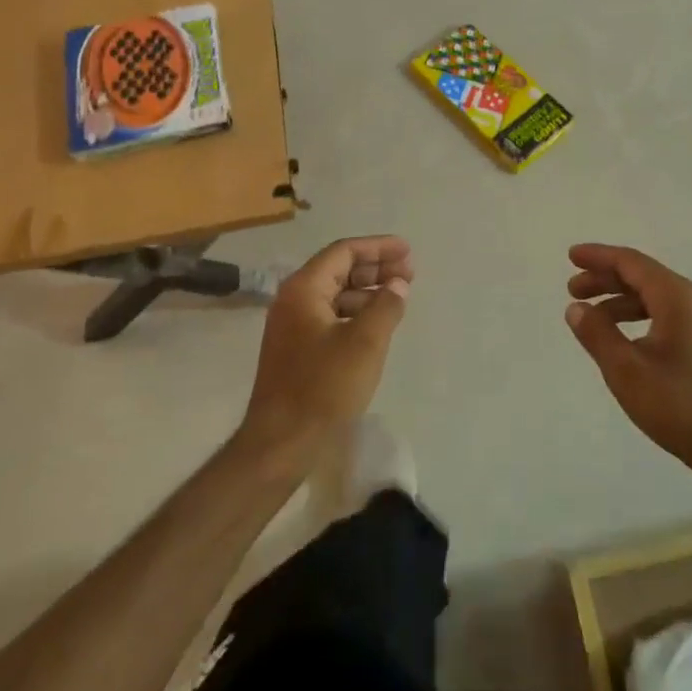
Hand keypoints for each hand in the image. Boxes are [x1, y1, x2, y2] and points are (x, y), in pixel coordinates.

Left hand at [238, 236, 412, 463]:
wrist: (281, 442)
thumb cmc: (324, 387)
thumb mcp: (365, 343)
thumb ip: (386, 306)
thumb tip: (398, 285)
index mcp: (304, 289)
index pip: (343, 252)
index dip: (378, 248)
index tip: (408, 251)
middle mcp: (293, 300)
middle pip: (338, 270)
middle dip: (375, 268)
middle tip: (409, 272)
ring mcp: (292, 326)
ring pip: (335, 294)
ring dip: (367, 291)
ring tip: (399, 296)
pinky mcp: (296, 349)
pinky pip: (330, 316)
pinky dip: (356, 312)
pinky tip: (377, 323)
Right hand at [565, 243, 691, 472]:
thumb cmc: (678, 405)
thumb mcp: (626, 370)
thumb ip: (597, 333)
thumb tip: (576, 308)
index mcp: (676, 296)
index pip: (631, 262)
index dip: (598, 256)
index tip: (571, 256)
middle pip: (642, 275)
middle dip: (605, 278)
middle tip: (573, 289)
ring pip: (654, 296)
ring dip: (620, 300)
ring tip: (591, 316)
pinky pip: (665, 313)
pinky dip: (638, 315)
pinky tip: (622, 337)